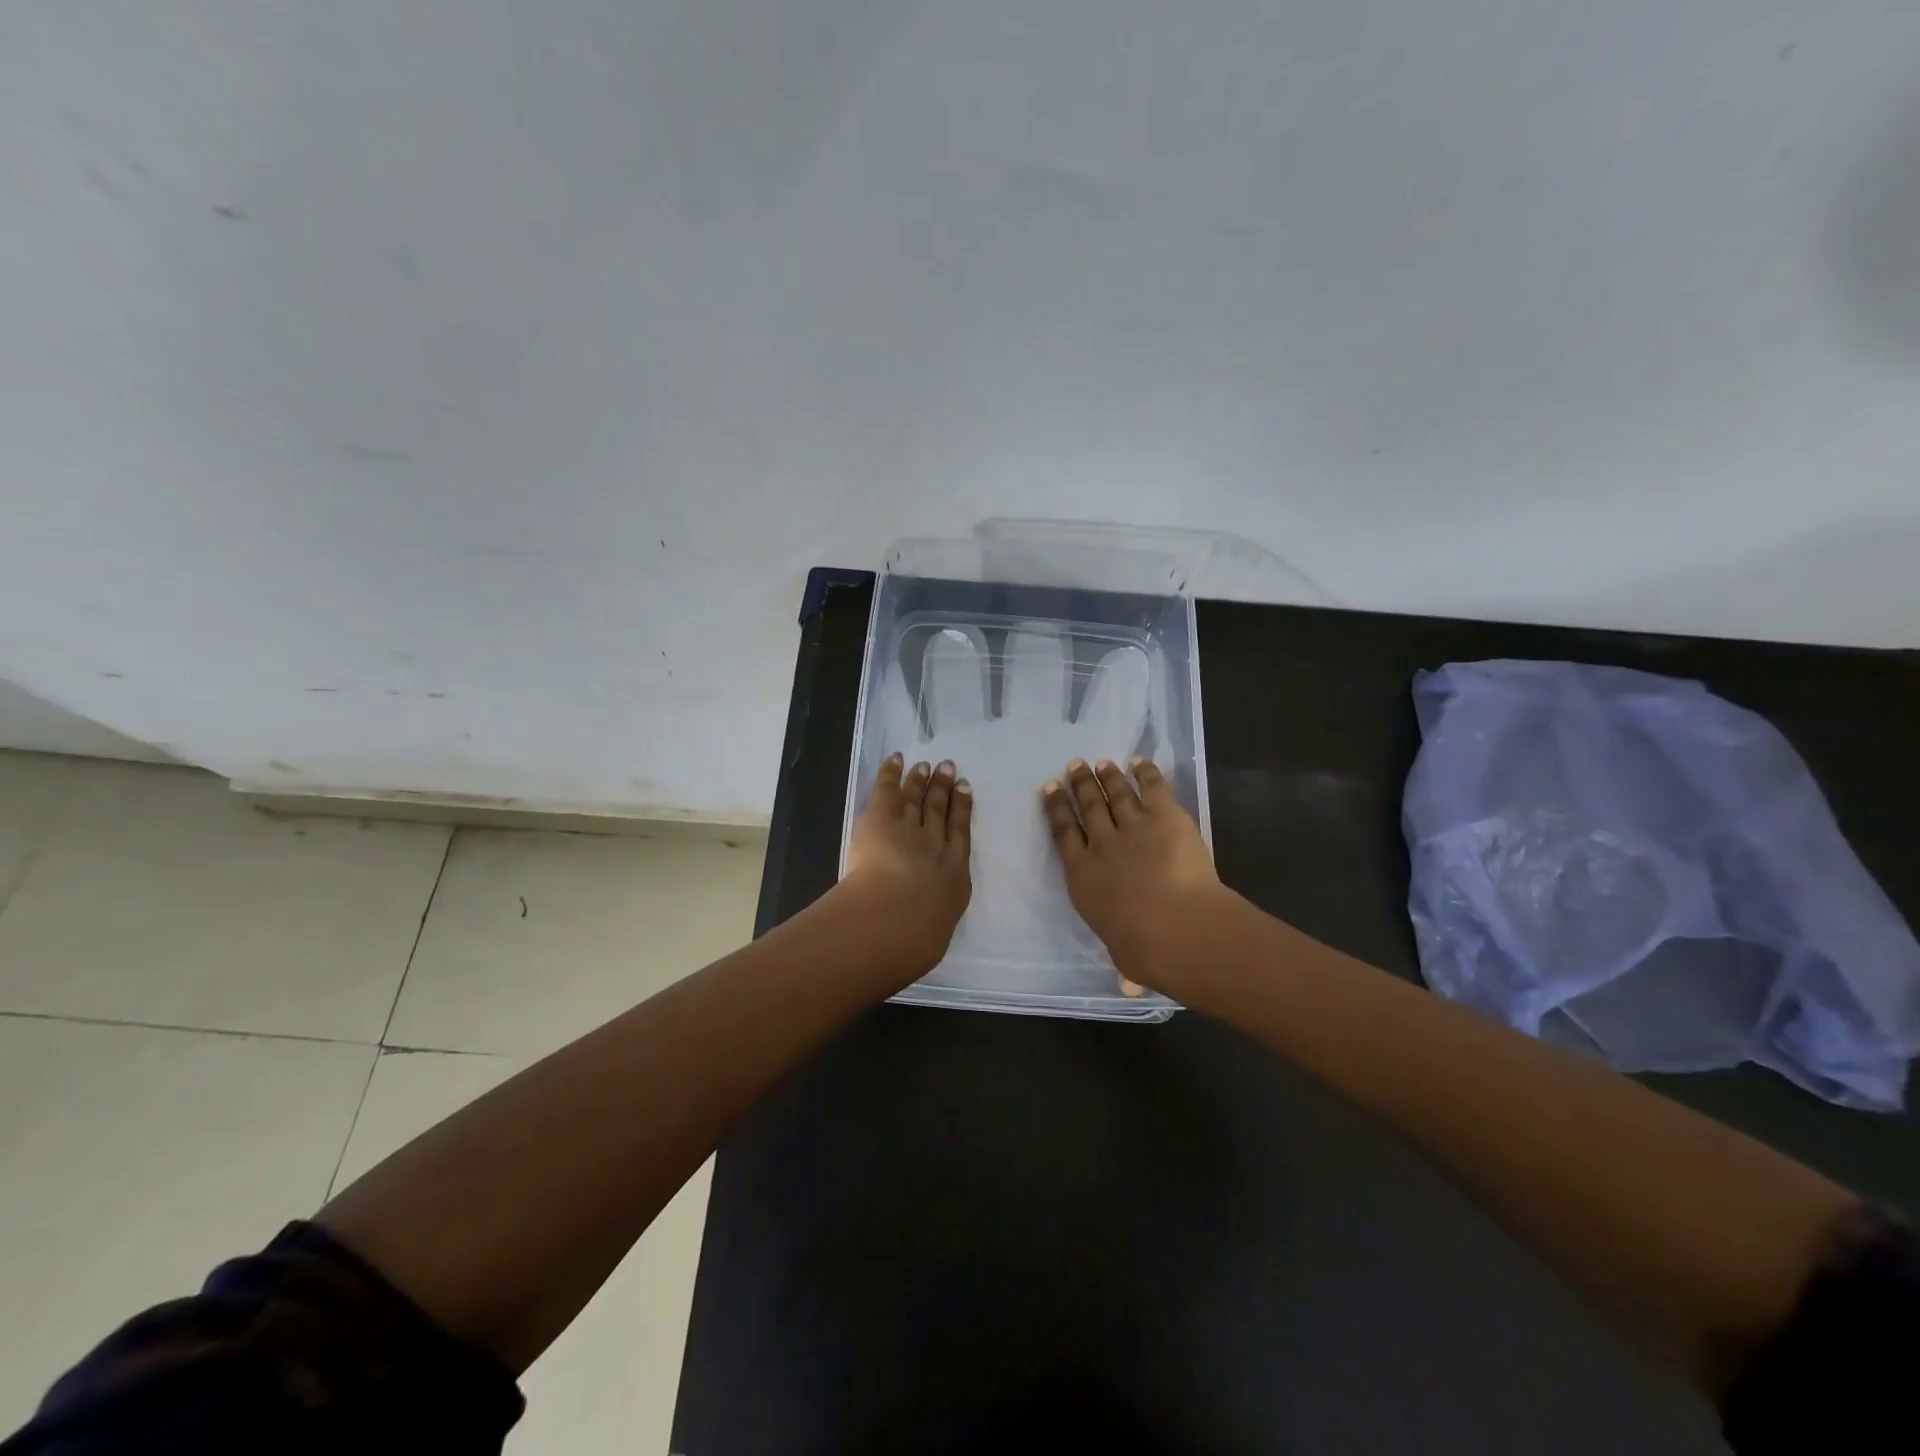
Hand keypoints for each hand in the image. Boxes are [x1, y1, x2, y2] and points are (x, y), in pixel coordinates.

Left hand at [841, 753, 973, 973]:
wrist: (898, 917)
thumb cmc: (917, 939)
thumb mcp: (933, 936)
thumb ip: (932, 923)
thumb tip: (927, 928)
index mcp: (954, 875)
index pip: (960, 835)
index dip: (963, 810)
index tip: (965, 790)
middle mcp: (937, 845)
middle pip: (941, 811)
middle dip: (945, 789)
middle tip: (949, 769)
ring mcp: (911, 828)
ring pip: (918, 798)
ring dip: (922, 781)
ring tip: (927, 766)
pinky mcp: (883, 818)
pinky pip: (889, 789)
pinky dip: (892, 772)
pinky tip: (897, 759)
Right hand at [1041, 757, 1222, 993]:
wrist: (1178, 928)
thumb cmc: (1145, 950)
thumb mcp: (1124, 956)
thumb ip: (1124, 959)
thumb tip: (1127, 985)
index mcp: (1083, 877)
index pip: (1063, 834)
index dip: (1056, 809)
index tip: (1049, 789)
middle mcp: (1102, 846)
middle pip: (1087, 807)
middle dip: (1078, 785)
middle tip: (1074, 766)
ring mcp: (1133, 828)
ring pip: (1115, 794)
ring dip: (1107, 776)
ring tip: (1100, 763)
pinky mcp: (1165, 818)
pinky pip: (1152, 788)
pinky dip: (1146, 773)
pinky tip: (1140, 762)